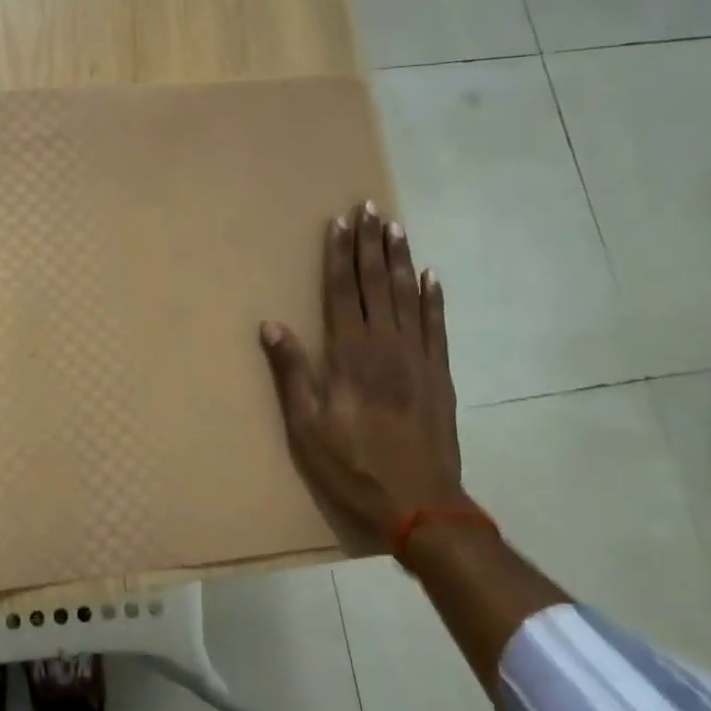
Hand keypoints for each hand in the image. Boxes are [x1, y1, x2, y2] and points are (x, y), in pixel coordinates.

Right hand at [259, 203, 466, 544]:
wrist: (420, 502)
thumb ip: (292, 372)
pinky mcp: (440, 374)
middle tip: (369, 208)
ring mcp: (418, 357)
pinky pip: (437, 325)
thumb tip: (271, 325)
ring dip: (400, 259)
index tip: (340, 222)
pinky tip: (431, 275)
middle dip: (371, 244)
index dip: (340, 255)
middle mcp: (385, 344)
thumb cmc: (353, 465)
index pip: (342, 291)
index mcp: (350, 354)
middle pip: (375, 283)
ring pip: (407, 295)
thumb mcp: (306, 426)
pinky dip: (433, 298)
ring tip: (396, 227)